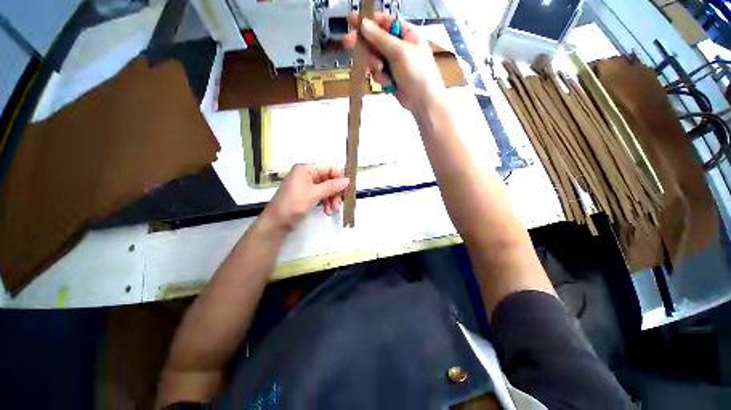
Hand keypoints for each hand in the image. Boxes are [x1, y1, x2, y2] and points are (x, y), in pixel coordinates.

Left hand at [263, 164, 349, 230]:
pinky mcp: (308, 195)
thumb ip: (332, 186)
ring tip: (332, 210)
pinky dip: (326, 203)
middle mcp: (307, 175)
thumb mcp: (314, 194)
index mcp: (306, 169)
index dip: (339, 177)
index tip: (347, 188)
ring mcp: (307, 185)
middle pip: (329, 180)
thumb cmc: (293, 203)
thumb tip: (348, 180)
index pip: (328, 168)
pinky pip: (321, 195)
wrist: (277, 222)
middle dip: (335, 192)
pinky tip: (327, 211)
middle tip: (338, 203)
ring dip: (331, 199)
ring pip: (327, 189)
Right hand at [343, 12, 445, 114]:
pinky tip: (388, 83)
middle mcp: (399, 46)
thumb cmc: (417, 72)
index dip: (367, 21)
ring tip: (382, 72)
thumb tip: (363, 24)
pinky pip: (377, 73)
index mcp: (406, 33)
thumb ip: (380, 38)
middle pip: (375, 40)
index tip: (352, 21)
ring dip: (375, 66)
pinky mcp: (390, 77)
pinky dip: (380, 78)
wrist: (422, 100)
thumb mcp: (399, 52)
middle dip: (366, 46)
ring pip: (374, 58)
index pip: (383, 22)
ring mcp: (394, 62)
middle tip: (348, 43)